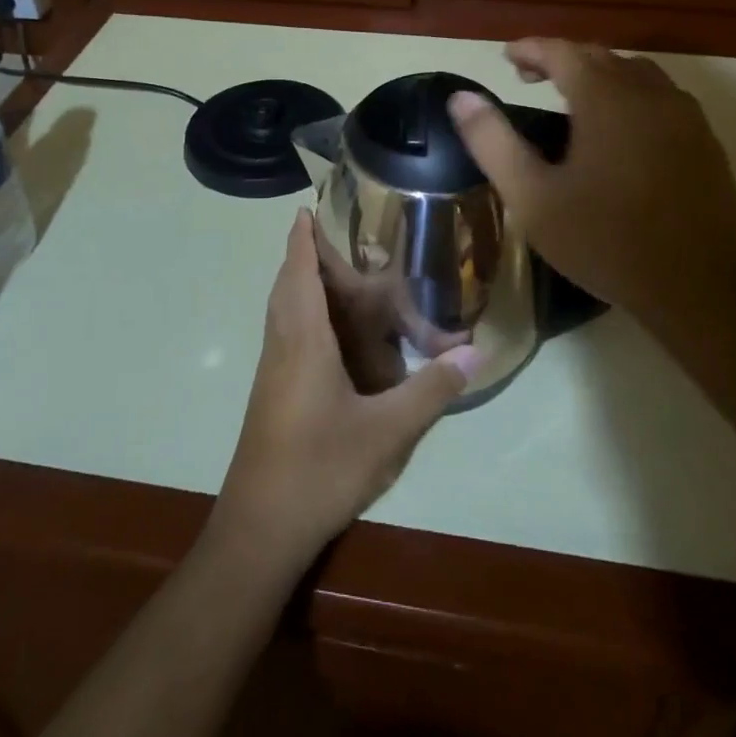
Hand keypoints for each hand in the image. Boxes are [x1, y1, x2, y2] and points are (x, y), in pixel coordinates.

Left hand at [215, 211, 476, 567]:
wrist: (259, 529)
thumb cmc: (320, 469)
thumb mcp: (387, 432)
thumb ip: (431, 390)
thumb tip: (476, 353)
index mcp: (303, 339)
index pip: (298, 271)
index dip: (302, 237)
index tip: (307, 207)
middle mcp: (283, 345)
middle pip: (288, 284)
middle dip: (307, 257)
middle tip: (344, 242)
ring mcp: (273, 371)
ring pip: (284, 311)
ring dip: (304, 286)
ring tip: (343, 280)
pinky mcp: (273, 393)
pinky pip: (288, 335)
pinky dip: (306, 316)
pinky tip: (336, 339)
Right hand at [447, 38, 735, 335]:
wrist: (700, 287)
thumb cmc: (606, 241)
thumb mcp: (532, 198)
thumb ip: (493, 142)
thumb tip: (461, 97)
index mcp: (605, 99)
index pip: (563, 51)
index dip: (531, 49)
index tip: (506, 57)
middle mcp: (649, 93)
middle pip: (600, 55)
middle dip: (561, 59)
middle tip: (528, 78)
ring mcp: (684, 114)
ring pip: (635, 72)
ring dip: (599, 72)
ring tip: (572, 98)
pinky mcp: (705, 139)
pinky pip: (660, 95)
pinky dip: (629, 93)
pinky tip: (619, 127)